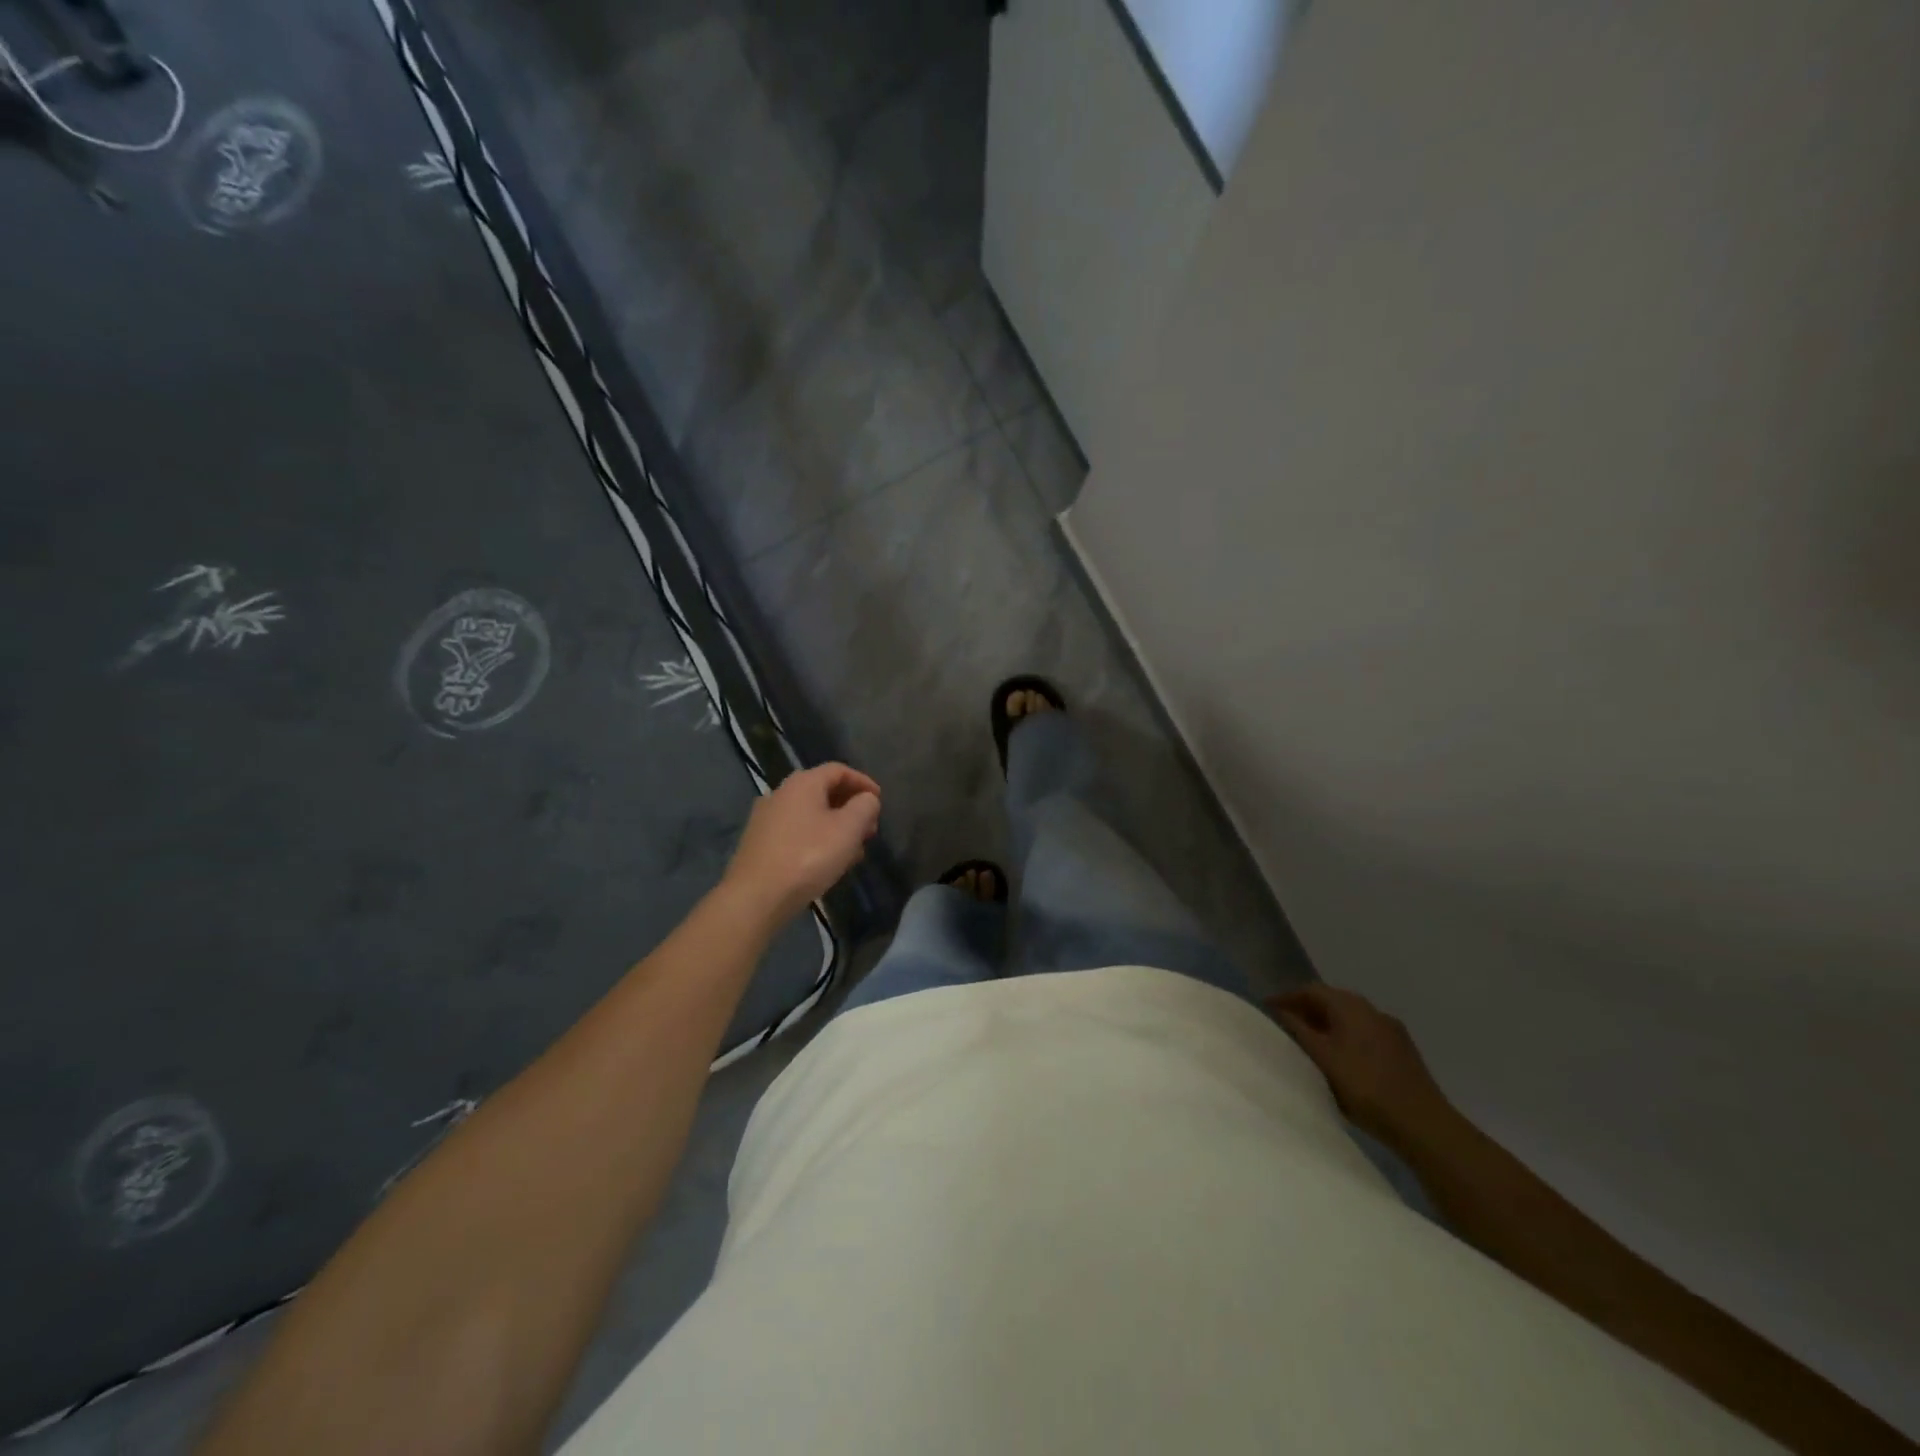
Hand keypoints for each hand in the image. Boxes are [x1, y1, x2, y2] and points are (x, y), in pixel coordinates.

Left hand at [723, 763, 881, 922]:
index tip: (879, 801)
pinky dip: (816, 838)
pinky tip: (826, 862)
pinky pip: (796, 831)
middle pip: (823, 791)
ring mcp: (766, 818)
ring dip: (835, 826)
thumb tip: (867, 799)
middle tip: (869, 829)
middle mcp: (780, 793)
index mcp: (803, 783)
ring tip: (852, 850)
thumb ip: (865, 807)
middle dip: (850, 807)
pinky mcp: (759, 842)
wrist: (756, 897)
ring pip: (810, 814)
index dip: (863, 782)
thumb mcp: (848, 829)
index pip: (838, 770)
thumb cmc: (808, 857)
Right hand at [1266, 985, 1453, 1150]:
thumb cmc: (1364, 1086)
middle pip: (1332, 1000)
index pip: (1311, 990)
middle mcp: (1372, 1010)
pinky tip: (1342, 1058)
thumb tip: (1280, 1011)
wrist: (1423, 1123)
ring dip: (1328, 1024)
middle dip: (1307, 1009)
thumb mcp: (1322, 1058)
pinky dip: (1347, 1037)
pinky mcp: (1403, 1051)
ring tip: (1310, 1042)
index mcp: (1350, 1006)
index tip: (1268, 1008)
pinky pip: (1366, 1033)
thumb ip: (1298, 1031)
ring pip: (1351, 1018)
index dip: (1287, 997)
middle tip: (1286, 1024)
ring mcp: (1391, 1030)